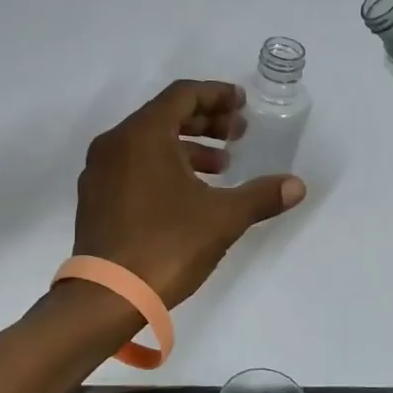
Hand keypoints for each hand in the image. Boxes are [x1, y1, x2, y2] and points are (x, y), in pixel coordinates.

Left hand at [73, 80, 306, 306]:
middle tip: (238, 135)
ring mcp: (100, 171)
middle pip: (165, 115)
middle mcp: (115, 143)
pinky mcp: (95, 198)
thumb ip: (261, 196)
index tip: (243, 104)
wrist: (106, 297)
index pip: (183, 95)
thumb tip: (297, 185)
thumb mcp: (223, 218)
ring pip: (148, 143)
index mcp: (143, 134)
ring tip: (221, 168)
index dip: (217, 94)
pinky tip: (188, 194)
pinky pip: (133, 165)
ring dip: (187, 148)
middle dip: (206, 122)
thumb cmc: (166, 245)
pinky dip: (163, 167)